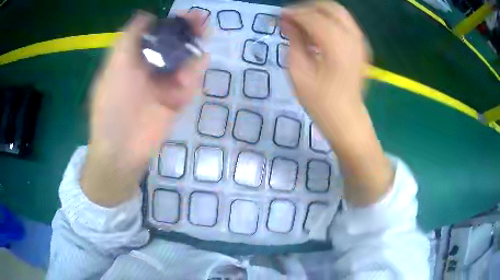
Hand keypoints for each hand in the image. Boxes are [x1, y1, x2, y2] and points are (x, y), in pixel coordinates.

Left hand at [82, 11, 208, 206]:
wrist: (122, 148)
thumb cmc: (112, 105)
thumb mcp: (114, 66)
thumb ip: (128, 38)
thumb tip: (145, 14)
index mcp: (133, 59)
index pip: (155, 34)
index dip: (169, 23)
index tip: (183, 15)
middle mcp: (149, 68)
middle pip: (172, 45)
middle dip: (187, 32)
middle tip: (201, 21)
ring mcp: (164, 84)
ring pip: (184, 61)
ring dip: (194, 48)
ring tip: (204, 35)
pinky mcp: (176, 100)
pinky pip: (189, 81)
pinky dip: (195, 71)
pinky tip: (199, 62)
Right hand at [281, 2, 368, 137]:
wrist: (347, 120)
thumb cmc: (321, 102)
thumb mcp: (299, 73)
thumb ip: (294, 41)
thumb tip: (287, 21)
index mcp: (336, 44)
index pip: (312, 16)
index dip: (293, 13)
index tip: (279, 17)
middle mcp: (352, 37)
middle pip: (329, 7)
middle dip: (308, 8)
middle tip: (292, 18)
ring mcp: (360, 42)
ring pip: (339, 13)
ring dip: (319, 13)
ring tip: (303, 25)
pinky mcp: (362, 47)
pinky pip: (345, 24)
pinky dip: (330, 22)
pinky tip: (319, 34)